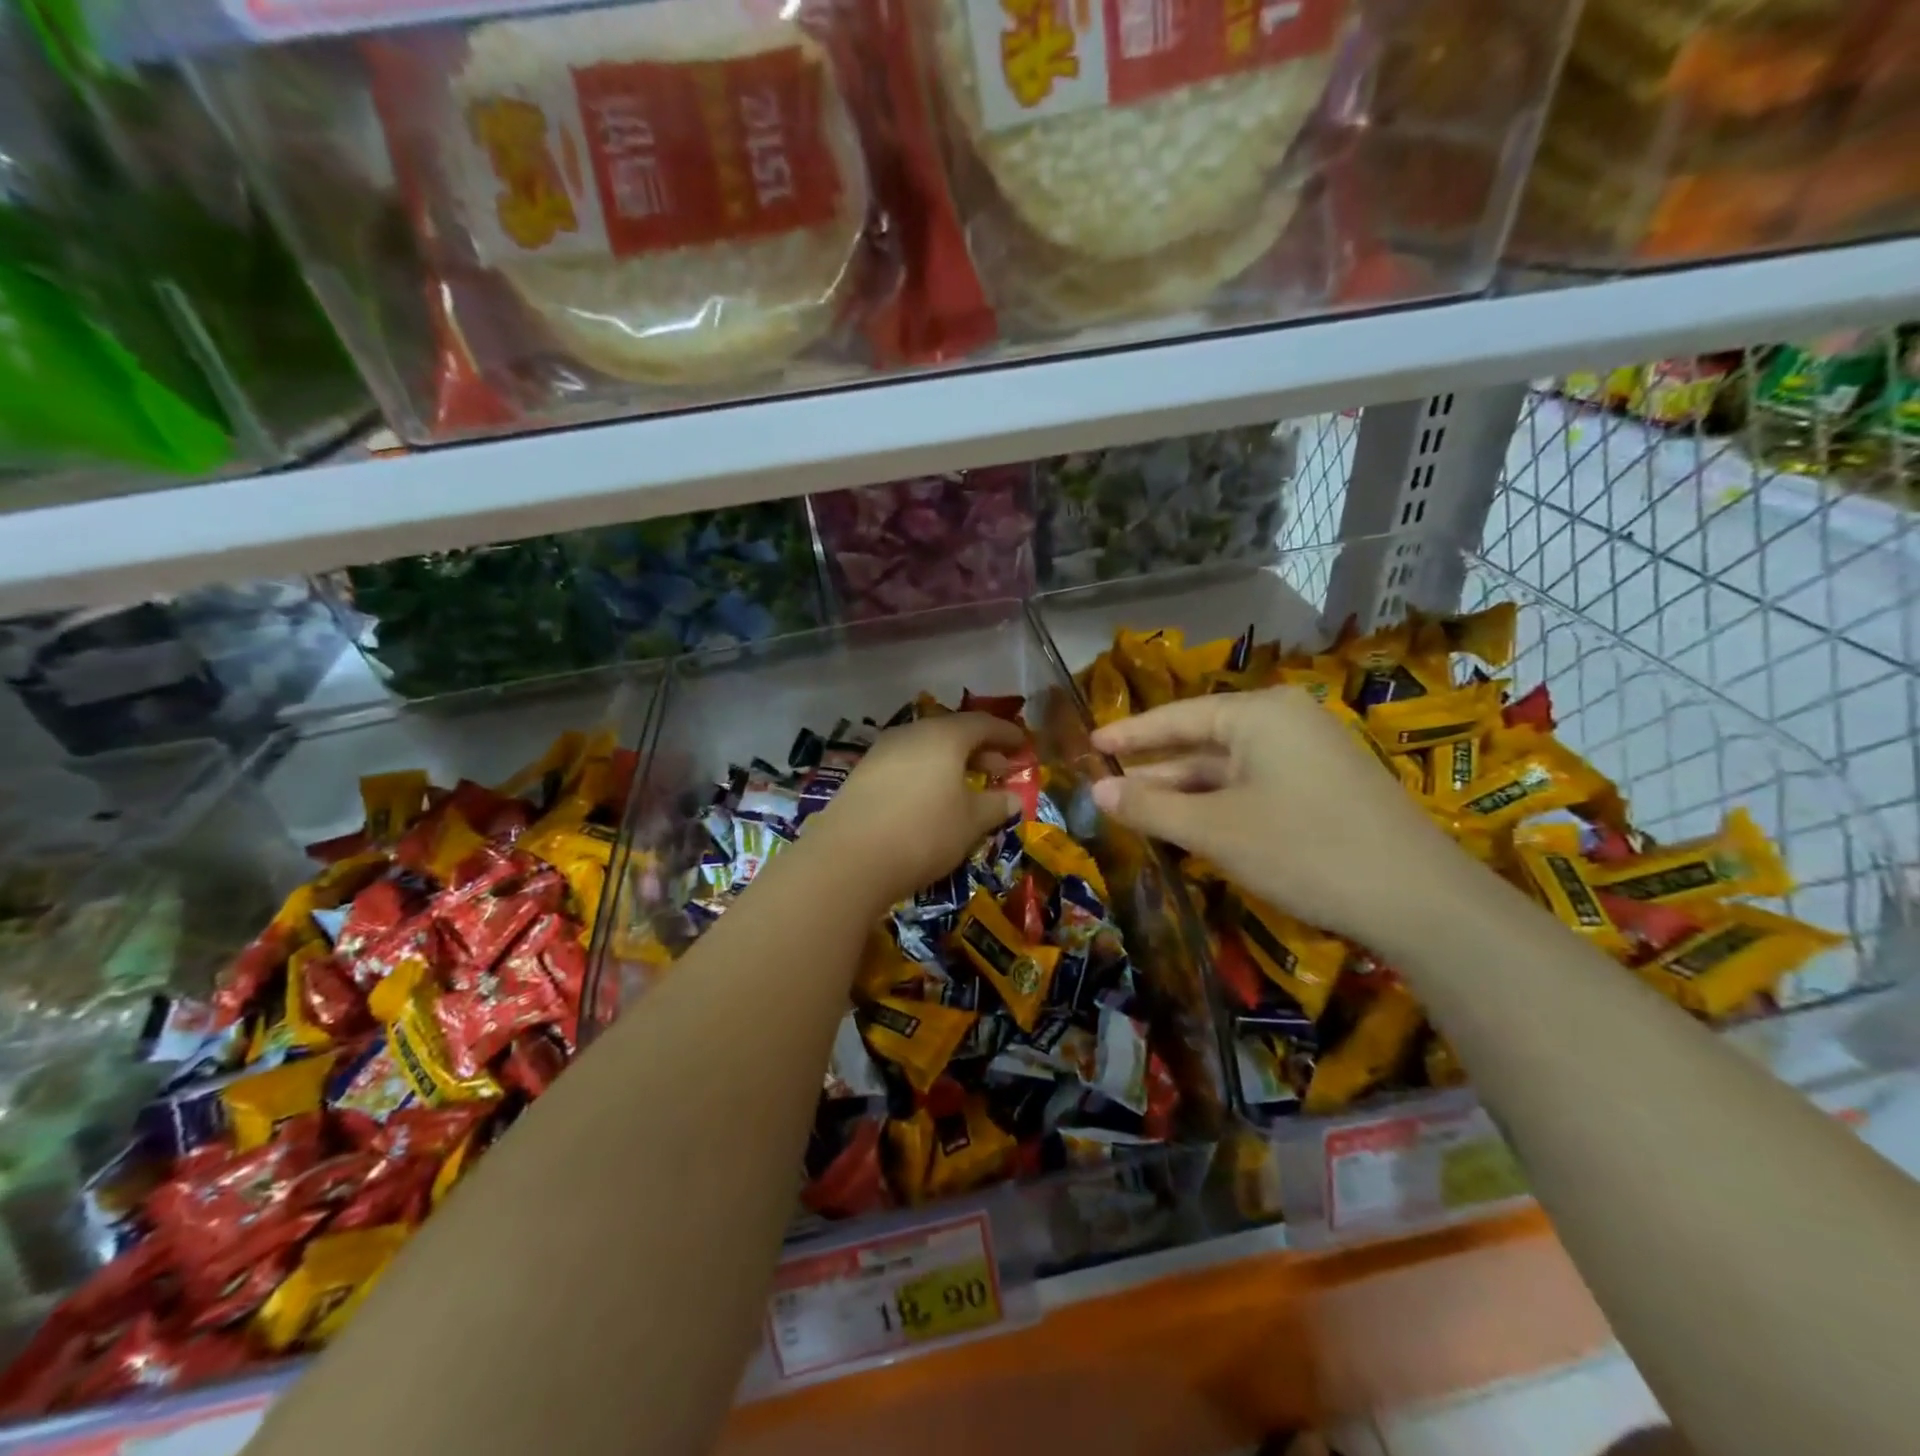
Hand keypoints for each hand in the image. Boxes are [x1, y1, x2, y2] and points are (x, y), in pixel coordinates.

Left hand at [807, 713, 1025, 908]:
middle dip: (979, 750)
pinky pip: (904, 765)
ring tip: (965, 788)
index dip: (1006, 734)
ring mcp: (881, 752)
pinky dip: (925, 775)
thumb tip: (1013, 799)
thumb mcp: (970, 823)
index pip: (983, 724)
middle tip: (999, 771)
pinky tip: (929, 800)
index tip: (1023, 745)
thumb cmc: (924, 832)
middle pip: (952, 733)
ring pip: (925, 749)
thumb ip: (995, 806)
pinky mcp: (861, 775)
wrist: (849, 858)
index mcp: (944, 736)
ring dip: (950, 764)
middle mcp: (911, 734)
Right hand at [1089, 688, 1473, 945]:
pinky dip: (1220, 804)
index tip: (1091, 744)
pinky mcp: (1327, 787)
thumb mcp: (1215, 830)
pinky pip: (1256, 785)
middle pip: (1203, 741)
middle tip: (1108, 788)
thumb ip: (1151, 808)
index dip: (1130, 733)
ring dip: (1186, 792)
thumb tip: (1096, 792)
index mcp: (1258, 714)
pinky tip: (1195, 827)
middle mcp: (1286, 722)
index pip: (1177, 717)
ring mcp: (1311, 753)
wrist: (1419, 901)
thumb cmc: (1303, 850)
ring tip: (1140, 813)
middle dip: (1156, 770)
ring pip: (1229, 768)